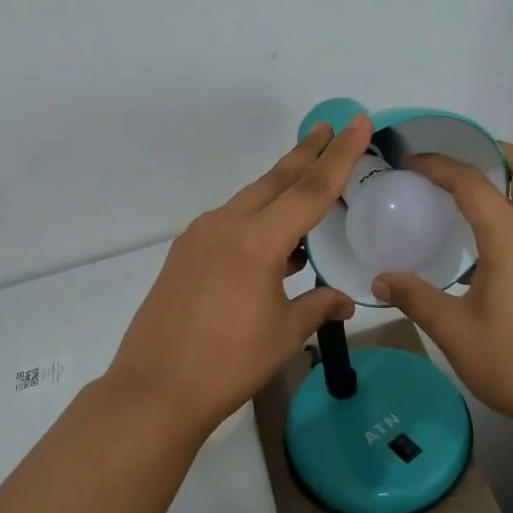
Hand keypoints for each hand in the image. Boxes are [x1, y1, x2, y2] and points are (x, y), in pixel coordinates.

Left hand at [104, 117, 375, 437]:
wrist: (155, 389)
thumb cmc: (228, 362)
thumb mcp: (284, 334)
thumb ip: (317, 306)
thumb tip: (343, 299)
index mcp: (256, 240)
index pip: (310, 190)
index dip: (338, 156)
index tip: (356, 123)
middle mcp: (225, 226)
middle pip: (274, 181)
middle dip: (305, 154)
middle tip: (329, 128)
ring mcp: (198, 238)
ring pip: (249, 202)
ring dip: (280, 190)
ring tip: (307, 181)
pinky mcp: (184, 255)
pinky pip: (229, 225)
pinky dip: (256, 222)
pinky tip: (273, 244)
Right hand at [371, 143, 512, 433]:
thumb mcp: (455, 332)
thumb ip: (416, 299)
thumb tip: (380, 280)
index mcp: (512, 239)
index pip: (473, 184)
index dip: (440, 166)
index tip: (410, 163)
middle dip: (497, 153)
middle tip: (460, 159)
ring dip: (509, 180)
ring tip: (467, 193)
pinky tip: (485, 239)